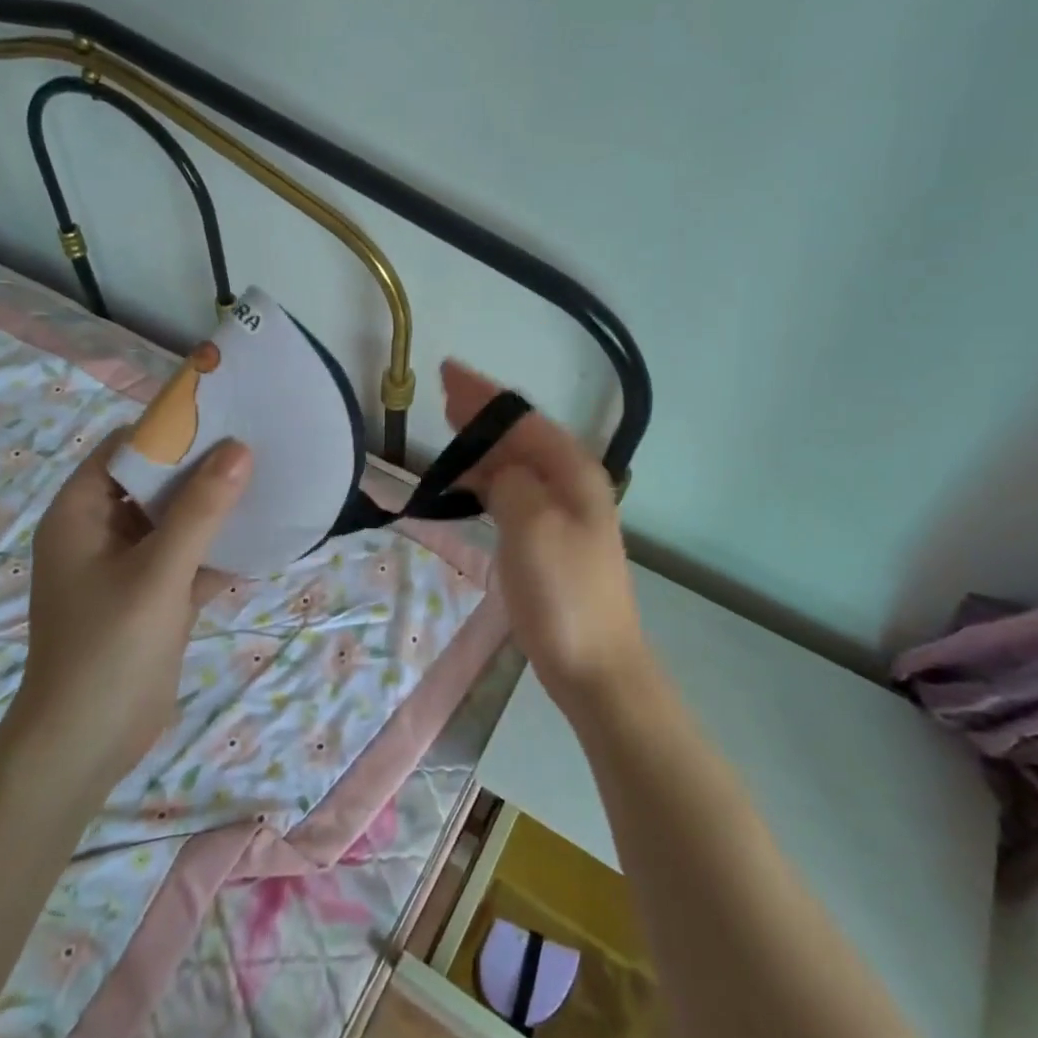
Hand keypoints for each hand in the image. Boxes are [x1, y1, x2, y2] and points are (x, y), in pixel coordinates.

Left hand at [6, 427, 251, 786]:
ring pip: (175, 521)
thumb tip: (240, 449)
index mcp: (80, 514)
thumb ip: (200, 510)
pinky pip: (188, 558)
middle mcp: (100, 533)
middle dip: (200, 467)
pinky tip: (262, 538)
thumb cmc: (108, 648)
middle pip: (153, 482)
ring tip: (266, 480)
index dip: (168, 430)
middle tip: (255, 445)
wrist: (86, 746)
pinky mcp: (152, 598)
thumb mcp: (158, 573)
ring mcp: (128, 567)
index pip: (123, 449)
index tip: (221, 416)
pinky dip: (218, 549)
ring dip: (214, 508)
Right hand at [442, 361, 651, 718]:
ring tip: (449, 427)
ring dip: (483, 444)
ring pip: (516, 463)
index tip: (448, 372)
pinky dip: (487, 478)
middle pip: (521, 436)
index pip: (522, 419)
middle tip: (444, 391)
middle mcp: (571, 485)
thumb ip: (513, 483)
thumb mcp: (534, 527)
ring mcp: (560, 514)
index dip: (484, 395)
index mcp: (573, 473)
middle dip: (483, 412)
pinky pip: (512, 492)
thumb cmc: (564, 593)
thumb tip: (498, 469)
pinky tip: (467, 480)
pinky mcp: (546, 540)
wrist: (594, 665)